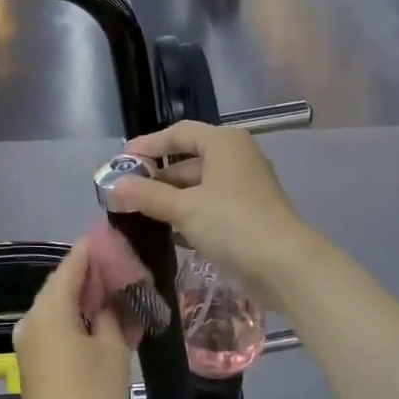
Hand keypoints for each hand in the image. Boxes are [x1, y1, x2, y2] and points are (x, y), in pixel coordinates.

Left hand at [12, 241, 132, 398]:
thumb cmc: (91, 398)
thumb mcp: (113, 350)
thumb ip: (113, 312)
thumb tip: (113, 294)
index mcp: (49, 309)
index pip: (73, 262)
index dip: (96, 248)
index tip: (121, 237)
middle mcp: (32, 319)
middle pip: (65, 283)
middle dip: (97, 275)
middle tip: (131, 268)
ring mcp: (30, 342)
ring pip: (63, 307)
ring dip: (91, 299)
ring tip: (126, 293)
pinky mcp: (35, 361)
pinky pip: (59, 327)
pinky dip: (82, 320)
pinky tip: (110, 322)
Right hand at [105, 121, 314, 304]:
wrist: (283, 265)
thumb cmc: (231, 223)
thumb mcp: (183, 208)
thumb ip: (147, 195)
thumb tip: (114, 187)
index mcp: (224, 143)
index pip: (179, 133)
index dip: (149, 144)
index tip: (122, 161)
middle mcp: (238, 158)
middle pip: (190, 159)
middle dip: (159, 176)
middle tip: (128, 192)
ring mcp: (246, 187)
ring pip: (201, 185)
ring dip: (173, 198)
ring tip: (142, 213)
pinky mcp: (250, 214)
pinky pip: (212, 206)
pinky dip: (191, 214)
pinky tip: (170, 233)